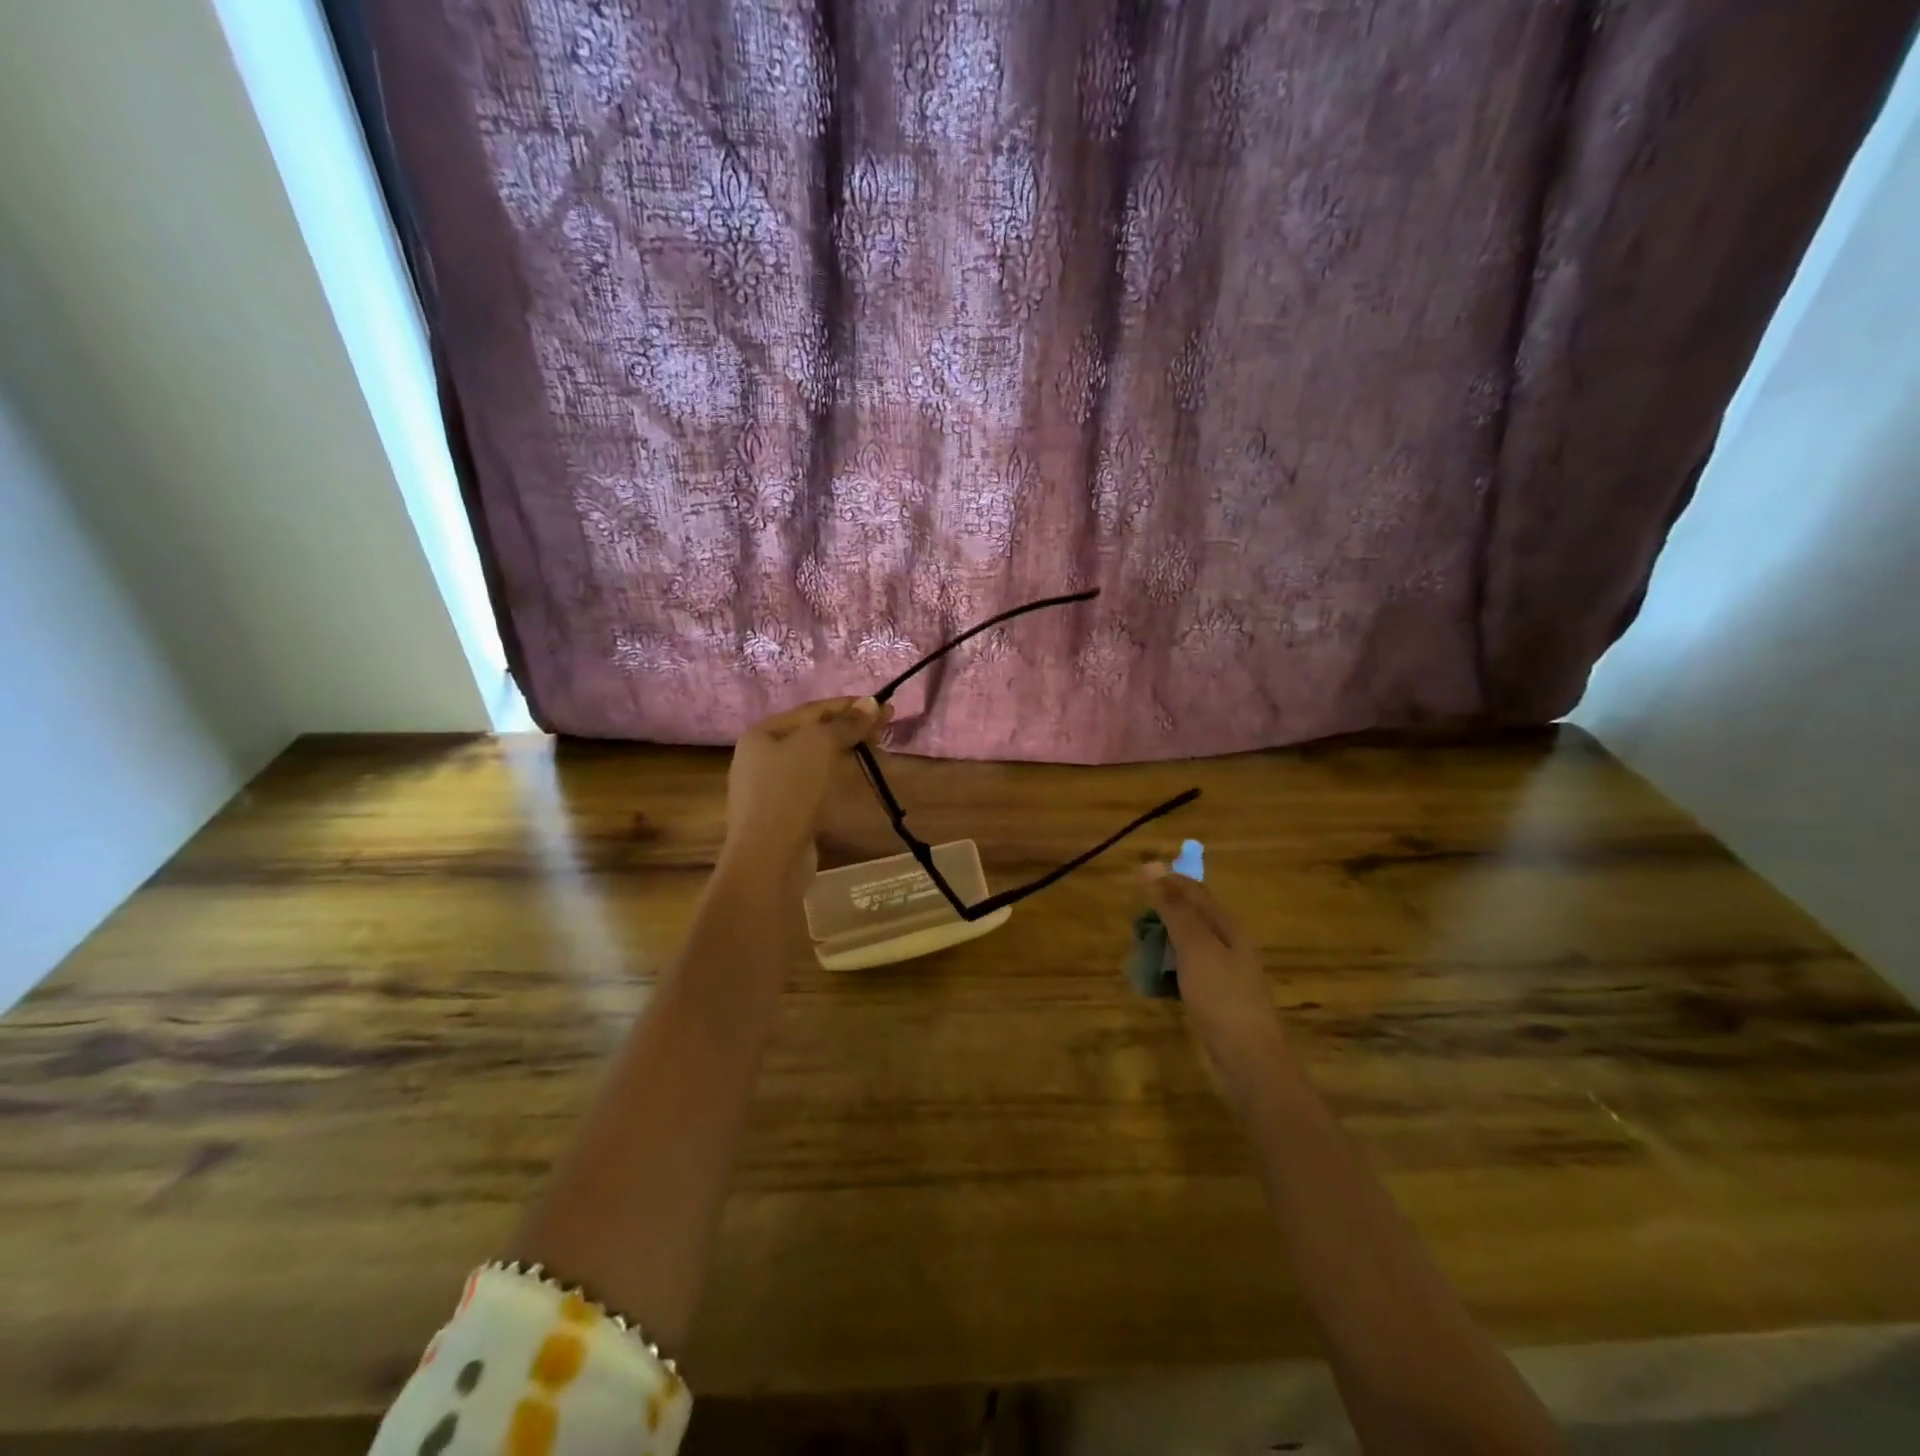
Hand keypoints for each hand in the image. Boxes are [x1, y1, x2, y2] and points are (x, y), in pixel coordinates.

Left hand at [724, 697, 890, 882]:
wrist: (768, 858)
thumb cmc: (788, 792)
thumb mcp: (818, 746)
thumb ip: (844, 723)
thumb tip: (871, 703)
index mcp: (762, 734)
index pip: (812, 710)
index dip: (849, 706)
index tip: (884, 706)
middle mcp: (761, 757)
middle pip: (812, 734)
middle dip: (848, 728)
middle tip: (885, 728)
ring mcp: (770, 788)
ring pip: (813, 760)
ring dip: (844, 751)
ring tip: (875, 749)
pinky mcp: (784, 814)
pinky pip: (813, 784)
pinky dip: (835, 776)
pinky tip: (853, 777)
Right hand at [1140, 864, 1285, 1080]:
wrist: (1250, 1061)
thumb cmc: (1222, 997)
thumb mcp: (1194, 947)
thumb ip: (1173, 907)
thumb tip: (1150, 865)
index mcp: (1228, 926)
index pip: (1194, 890)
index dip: (1167, 882)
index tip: (1134, 883)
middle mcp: (1230, 944)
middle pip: (1193, 916)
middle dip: (1163, 913)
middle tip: (1134, 924)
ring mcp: (1226, 972)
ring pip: (1189, 944)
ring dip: (1164, 942)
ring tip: (1140, 950)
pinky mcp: (1219, 997)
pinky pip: (1190, 970)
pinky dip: (1171, 968)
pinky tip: (1157, 980)